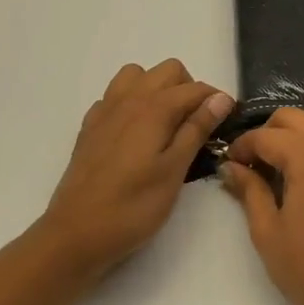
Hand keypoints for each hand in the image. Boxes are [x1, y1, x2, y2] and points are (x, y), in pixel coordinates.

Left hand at [35, 60, 232, 289]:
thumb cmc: (133, 207)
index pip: (195, 88)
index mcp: (153, 108)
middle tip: (197, 125)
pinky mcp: (90, 127)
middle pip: (168, 70)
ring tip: (166, 123)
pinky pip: (115, 97)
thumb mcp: (174, 170)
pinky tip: (136, 134)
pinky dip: (131, 103)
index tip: (227, 123)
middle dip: (189, 89)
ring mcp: (105, 111)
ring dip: (157, 89)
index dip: (217, 101)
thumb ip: (197, 129)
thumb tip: (220, 98)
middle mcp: (128, 99)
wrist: (75, 234)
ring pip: (137, 76)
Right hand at [219, 109, 303, 304]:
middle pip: (295, 119)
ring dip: (295, 144)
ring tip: (279, 179)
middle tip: (253, 166)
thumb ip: (249, 190)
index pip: (266, 135)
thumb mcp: (267, 230)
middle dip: (269, 134)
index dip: (242, 147)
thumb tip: (231, 167)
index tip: (229, 165)